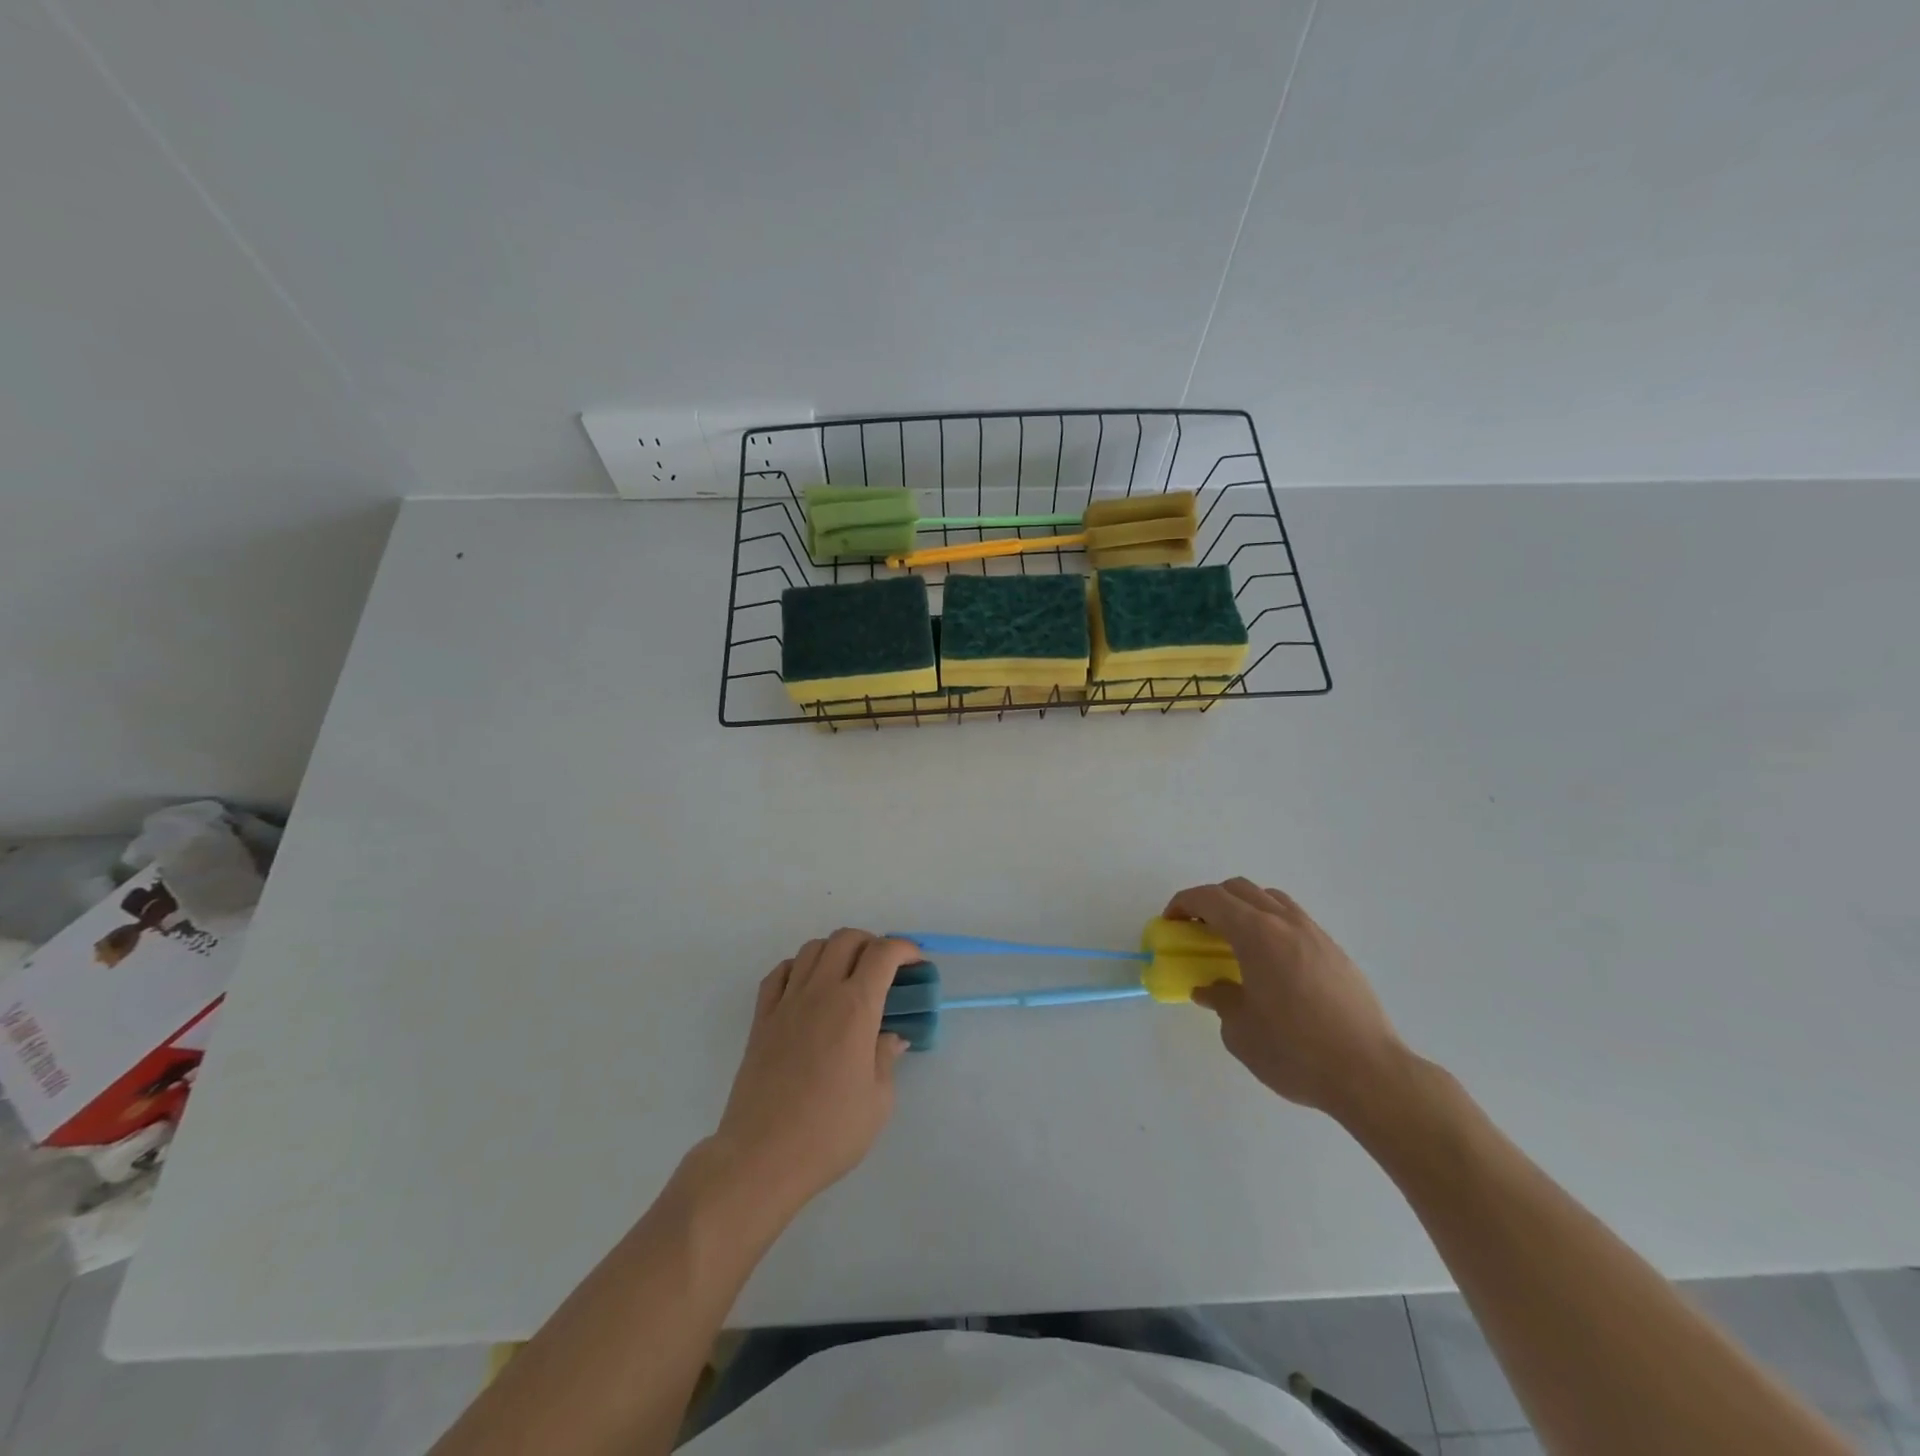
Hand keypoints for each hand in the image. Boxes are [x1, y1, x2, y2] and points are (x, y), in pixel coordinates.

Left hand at [710, 928, 913, 1213]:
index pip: (883, 953)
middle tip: (884, 967)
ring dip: (835, 950)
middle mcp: (820, 993)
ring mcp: (786, 1003)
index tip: (916, 961)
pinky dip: (799, 967)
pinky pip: (780, 973)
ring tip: (847, 974)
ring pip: (812, 948)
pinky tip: (808, 987)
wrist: (762, 1157)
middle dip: (871, 942)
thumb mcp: (878, 1101)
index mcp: (855, 1008)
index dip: (904, 948)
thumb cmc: (829, 1133)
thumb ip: (886, 1059)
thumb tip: (890, 1038)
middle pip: (846, 939)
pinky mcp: (761, 1019)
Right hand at [1168, 879, 1406, 1123]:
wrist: (1370, 1074)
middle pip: (1240, 889)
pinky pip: (1295, 921)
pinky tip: (1271, 963)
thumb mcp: (1240, 1031)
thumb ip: (1220, 1000)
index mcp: (1256, 934)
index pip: (1210, 898)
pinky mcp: (1336, 953)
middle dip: (1211, 902)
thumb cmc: (1295, 1051)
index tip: (1171, 923)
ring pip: (1271, 900)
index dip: (1183, 903)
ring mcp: (1315, 934)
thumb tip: (1211, 988)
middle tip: (1198, 930)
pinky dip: (1272, 926)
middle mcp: (1285, 923)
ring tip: (1235, 942)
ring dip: (1244, 909)